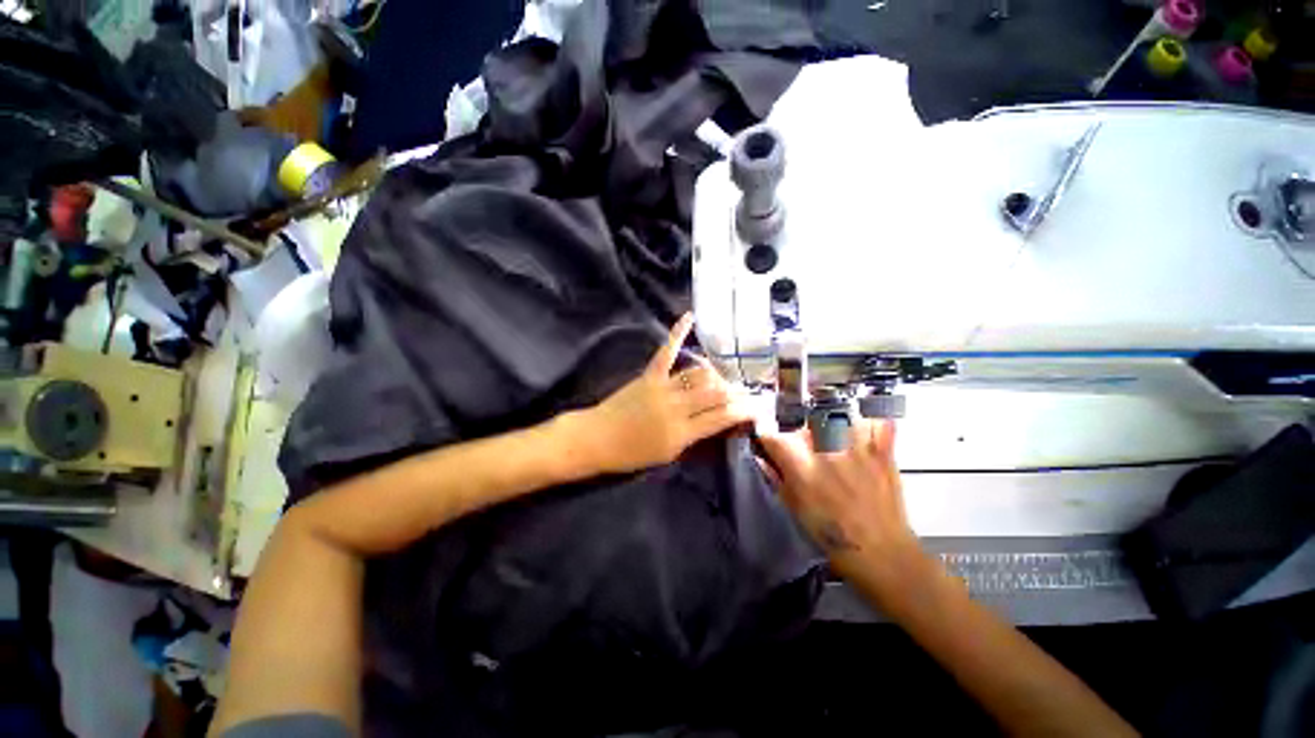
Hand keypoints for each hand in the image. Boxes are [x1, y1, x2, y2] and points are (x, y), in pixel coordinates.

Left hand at [575, 313, 753, 474]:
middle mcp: (676, 407)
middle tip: (744, 392)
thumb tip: (714, 420)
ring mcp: (662, 388)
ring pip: (699, 373)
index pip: (722, 418)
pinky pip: (666, 352)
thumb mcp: (667, 454)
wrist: (596, 439)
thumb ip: (693, 436)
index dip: (743, 411)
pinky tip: (690, 317)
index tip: (757, 407)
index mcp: (682, 433)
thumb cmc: (631, 454)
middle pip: (715, 392)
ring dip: (716, 374)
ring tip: (722, 378)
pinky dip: (678, 333)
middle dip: (735, 391)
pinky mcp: (649, 375)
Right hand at [757, 419, 921, 584]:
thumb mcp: (794, 508)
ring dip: (827, 417)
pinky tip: (860, 421)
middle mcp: (825, 450)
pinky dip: (867, 418)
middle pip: (802, 417)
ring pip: (835, 412)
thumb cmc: (832, 535)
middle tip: (798, 437)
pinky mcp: (880, 450)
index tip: (766, 438)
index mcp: (800, 466)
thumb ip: (776, 477)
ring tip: (826, 428)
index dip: (765, 434)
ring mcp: (855, 447)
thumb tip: (761, 456)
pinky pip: (874, 422)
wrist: (881, 552)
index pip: (772, 435)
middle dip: (795, 424)